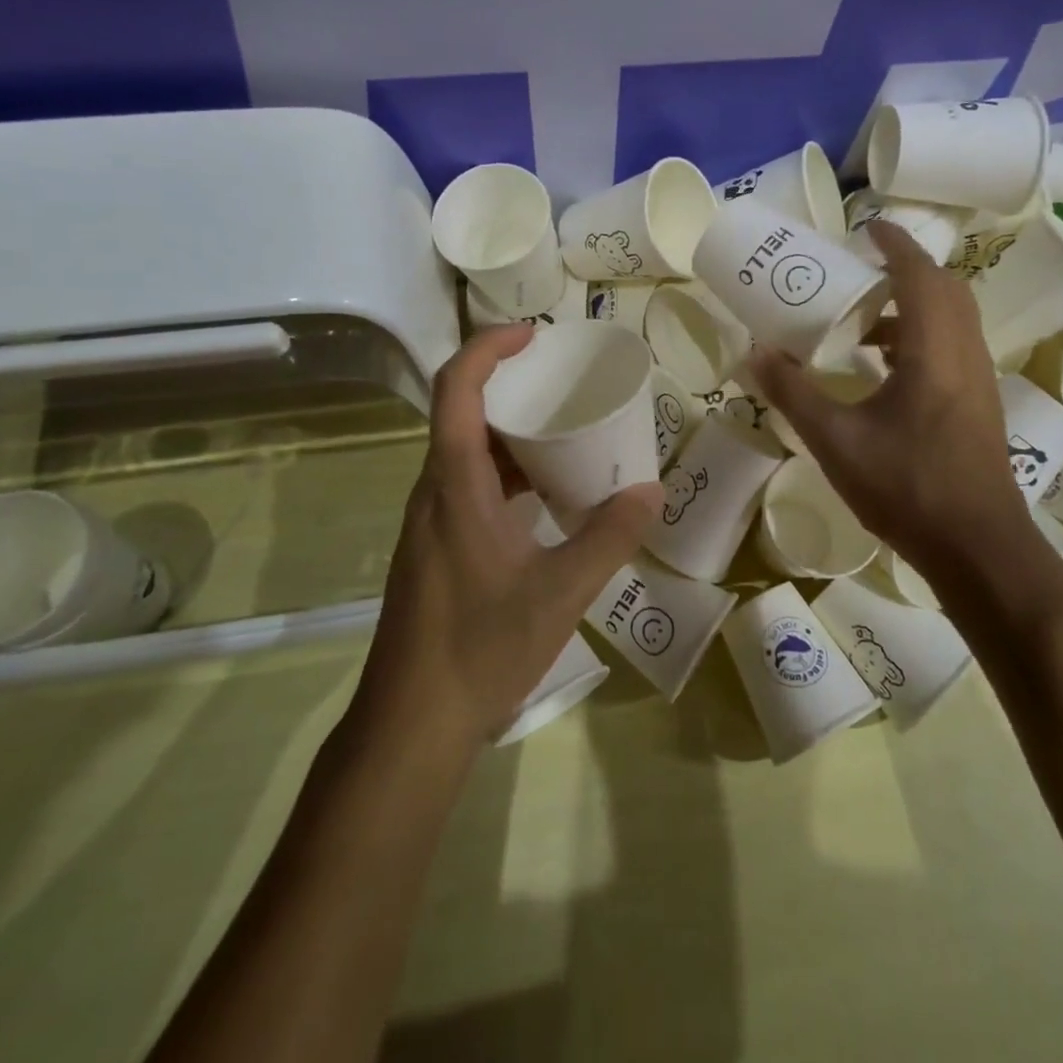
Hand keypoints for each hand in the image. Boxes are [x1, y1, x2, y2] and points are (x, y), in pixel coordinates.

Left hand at [354, 326, 661, 753]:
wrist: (411, 726)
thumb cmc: (479, 648)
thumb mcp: (559, 592)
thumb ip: (608, 537)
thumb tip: (651, 491)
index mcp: (454, 485)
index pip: (457, 389)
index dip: (488, 349)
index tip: (533, 336)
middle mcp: (434, 492)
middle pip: (464, 415)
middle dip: (512, 388)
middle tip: (566, 385)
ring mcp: (432, 523)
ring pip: (468, 456)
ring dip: (513, 436)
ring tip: (567, 436)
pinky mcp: (437, 550)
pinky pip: (471, 489)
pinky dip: (508, 476)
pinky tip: (547, 499)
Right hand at [745, 221, 1032, 572]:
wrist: (978, 548)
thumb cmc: (908, 487)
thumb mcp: (836, 440)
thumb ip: (793, 393)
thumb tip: (754, 353)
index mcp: (934, 349)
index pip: (919, 274)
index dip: (894, 244)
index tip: (866, 227)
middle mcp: (963, 353)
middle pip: (944, 288)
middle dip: (904, 270)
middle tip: (859, 272)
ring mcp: (977, 380)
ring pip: (951, 319)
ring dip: (912, 305)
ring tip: (862, 321)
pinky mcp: (978, 404)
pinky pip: (951, 346)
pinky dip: (919, 337)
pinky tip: (883, 368)